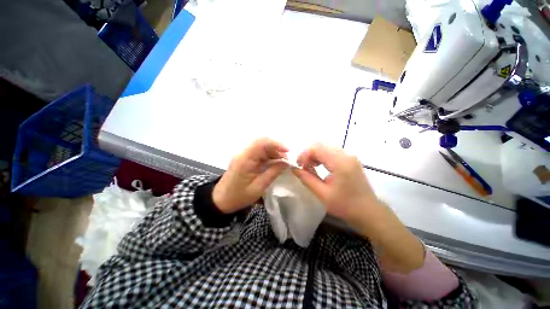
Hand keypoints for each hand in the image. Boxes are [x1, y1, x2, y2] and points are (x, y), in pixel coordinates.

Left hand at [213, 138, 288, 213]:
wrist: (221, 200)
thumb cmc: (239, 196)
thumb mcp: (258, 187)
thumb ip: (273, 173)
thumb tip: (286, 163)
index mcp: (245, 159)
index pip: (261, 143)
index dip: (276, 144)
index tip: (288, 151)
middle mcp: (244, 153)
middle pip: (262, 143)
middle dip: (277, 148)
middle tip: (287, 158)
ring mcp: (244, 155)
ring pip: (262, 147)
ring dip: (273, 152)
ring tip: (283, 162)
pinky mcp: (245, 158)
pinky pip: (259, 153)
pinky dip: (269, 156)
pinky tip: (274, 163)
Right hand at [294, 144, 424, 272]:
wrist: (368, 212)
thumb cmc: (345, 206)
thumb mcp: (322, 194)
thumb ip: (306, 179)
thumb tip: (294, 168)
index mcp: (340, 163)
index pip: (317, 148)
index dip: (304, 154)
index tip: (298, 166)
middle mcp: (346, 155)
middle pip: (321, 145)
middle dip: (308, 154)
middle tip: (303, 166)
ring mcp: (349, 156)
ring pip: (326, 147)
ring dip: (315, 155)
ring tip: (310, 168)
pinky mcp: (350, 159)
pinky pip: (332, 152)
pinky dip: (322, 157)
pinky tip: (319, 167)